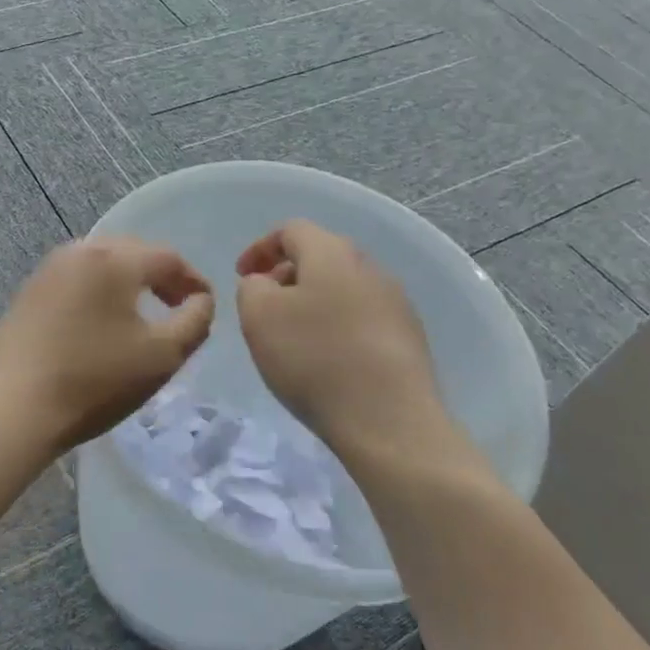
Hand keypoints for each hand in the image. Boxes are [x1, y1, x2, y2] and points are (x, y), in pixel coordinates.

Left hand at [0, 237, 214, 457]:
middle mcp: (80, 251)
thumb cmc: (94, 381)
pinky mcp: (29, 291)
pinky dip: (99, 290)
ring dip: (128, 281)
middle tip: (178, 305)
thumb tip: (201, 300)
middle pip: (133, 252)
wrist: (12, 408)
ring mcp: (49, 269)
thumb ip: (195, 322)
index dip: (193, 280)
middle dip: (160, 276)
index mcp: (114, 259)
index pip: (167, 258)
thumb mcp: (161, 357)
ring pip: (102, 263)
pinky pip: (77, 278)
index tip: (206, 306)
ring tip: (142, 312)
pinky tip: (102, 320)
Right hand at [235, 220, 470, 469]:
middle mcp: (369, 267)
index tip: (240, 276)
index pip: (291, 230)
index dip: (260, 248)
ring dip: (313, 302)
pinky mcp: (409, 337)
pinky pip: (362, 318)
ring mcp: (395, 302)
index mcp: (332, 252)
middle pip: (320, 256)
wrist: (390, 420)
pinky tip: (327, 360)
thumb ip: (252, 287)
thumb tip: (266, 284)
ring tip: (293, 337)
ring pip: (343, 288)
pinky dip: (337, 327)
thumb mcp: (258, 316)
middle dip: (286, 275)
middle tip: (264, 306)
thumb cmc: (314, 358)